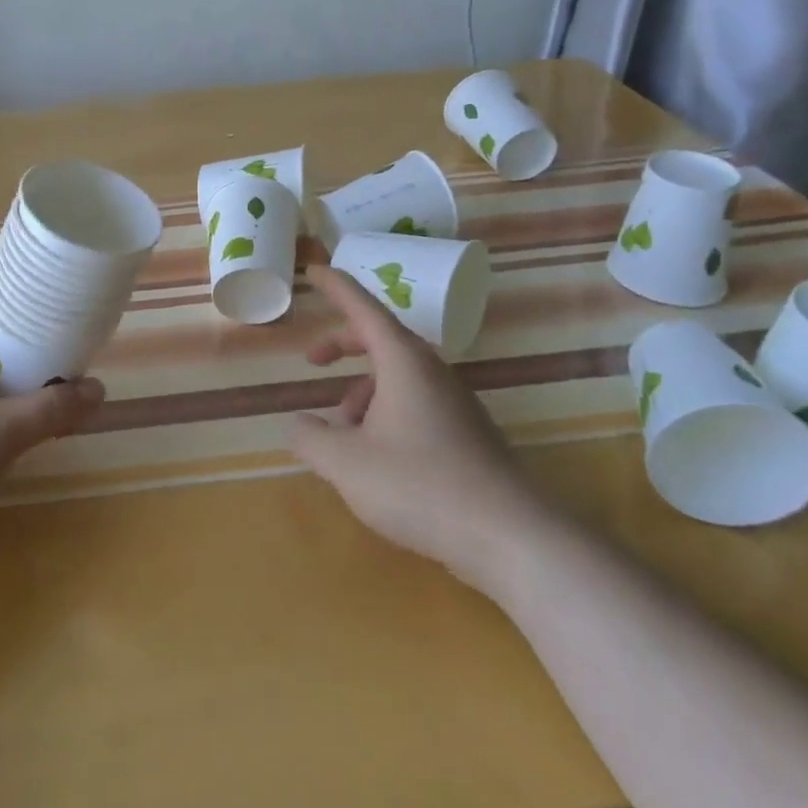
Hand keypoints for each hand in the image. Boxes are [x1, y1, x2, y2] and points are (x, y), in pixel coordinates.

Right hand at [290, 265, 552, 596]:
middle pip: (381, 339)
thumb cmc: (419, 486)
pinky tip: (376, 455)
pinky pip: (416, 402)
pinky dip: (386, 411)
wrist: (509, 536)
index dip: (336, 287)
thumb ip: (311, 438)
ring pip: (399, 376)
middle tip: (313, 360)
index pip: (363, 308)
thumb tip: (298, 423)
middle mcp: (431, 371)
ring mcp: (454, 401)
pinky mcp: (467, 432)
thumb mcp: (347, 464)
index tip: (314, 270)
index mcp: (403, 361)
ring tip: (341, 431)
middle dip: (343, 344)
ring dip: (363, 389)